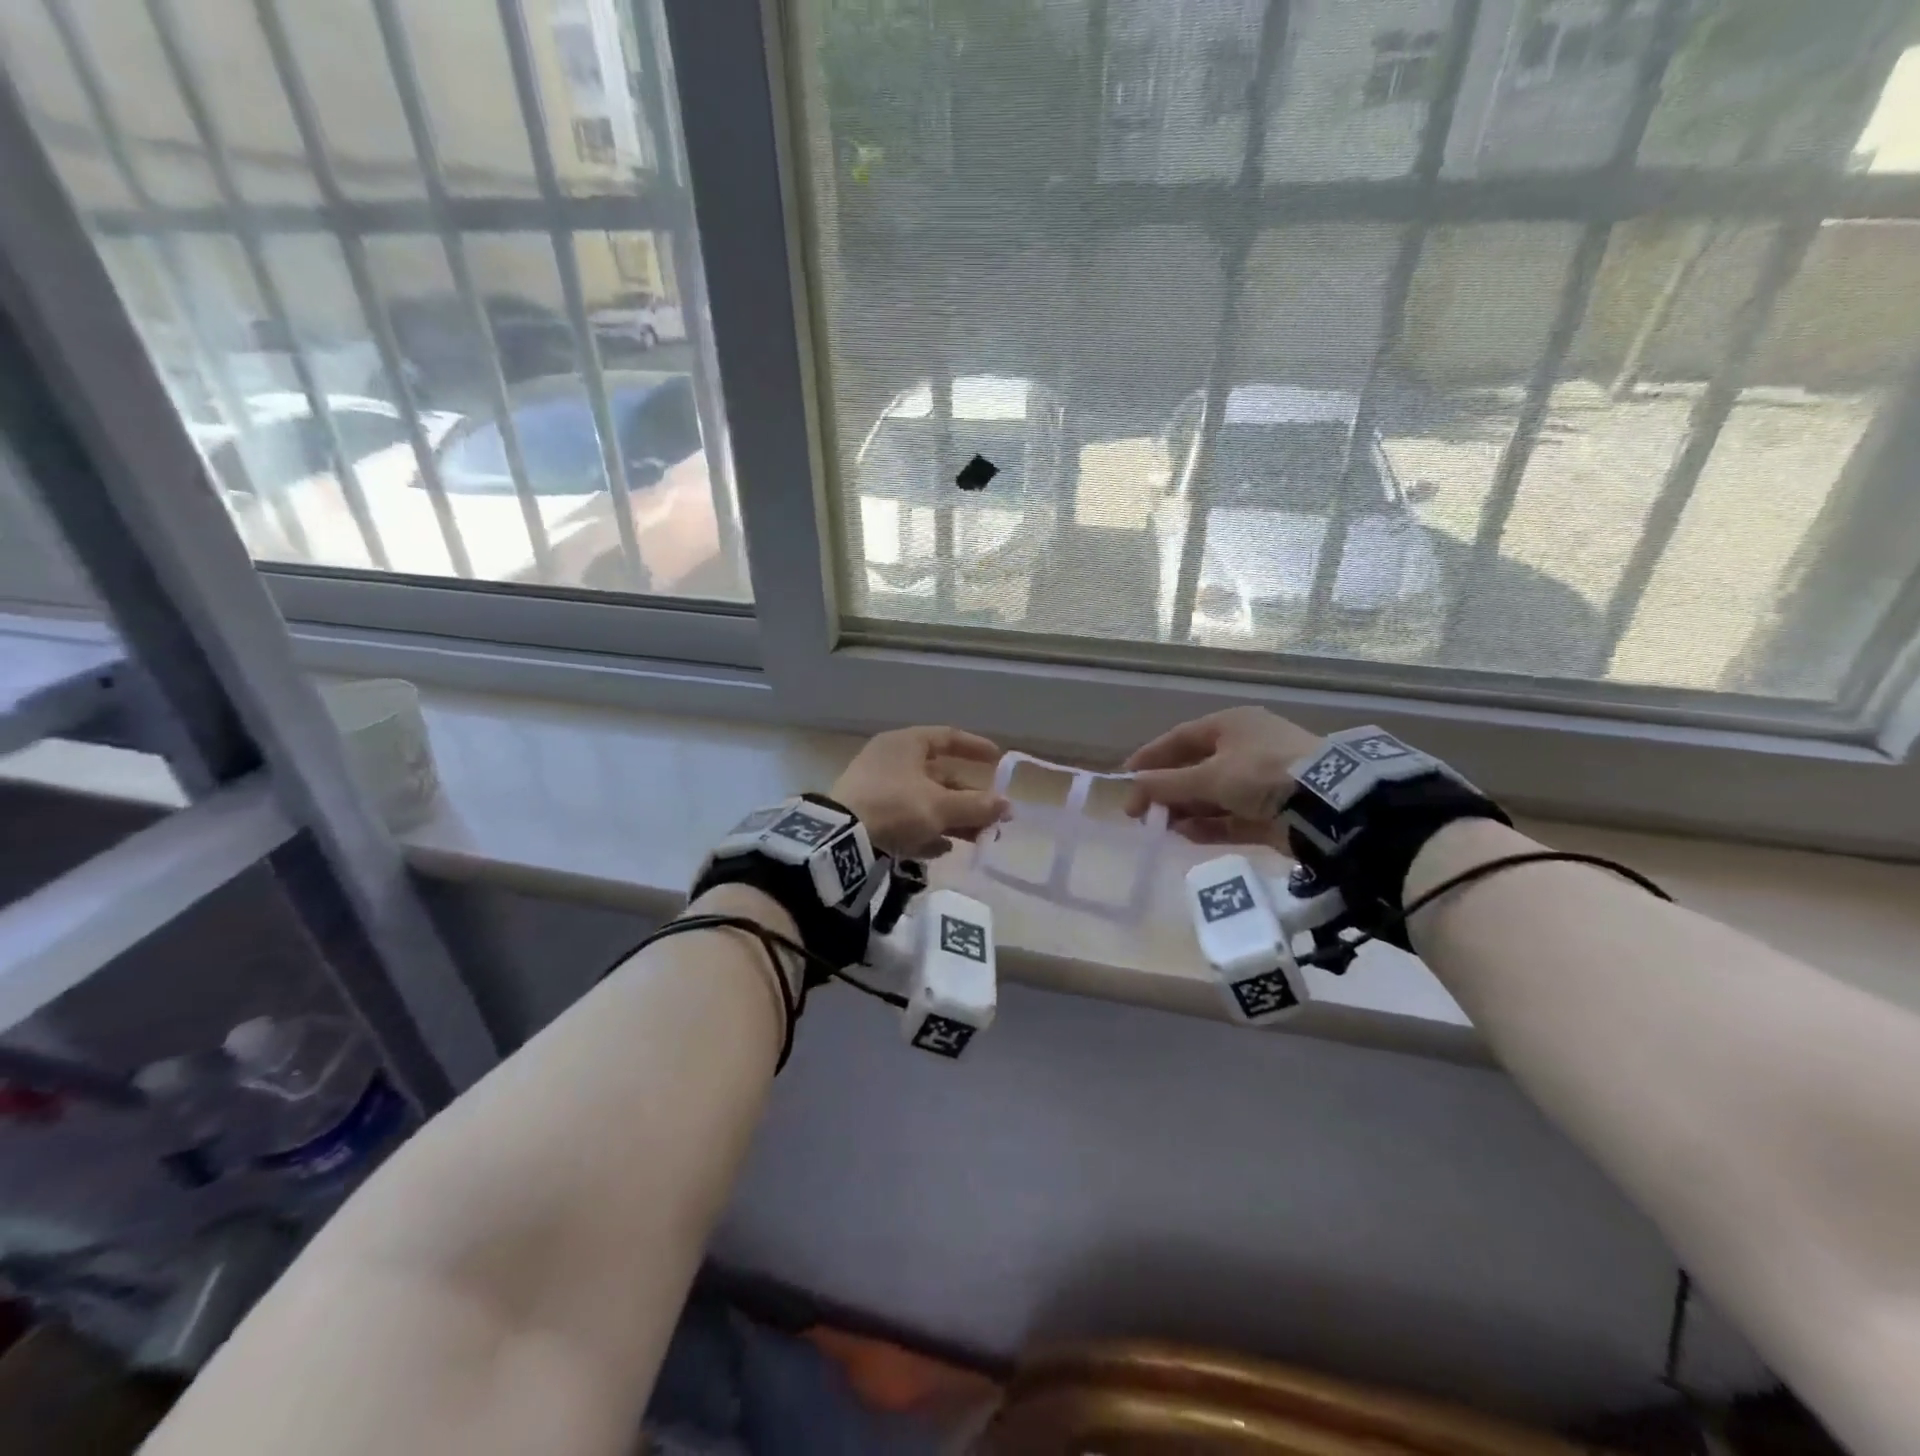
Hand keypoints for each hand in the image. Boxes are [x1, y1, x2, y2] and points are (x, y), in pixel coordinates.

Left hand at [832, 726, 1009, 859]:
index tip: (998, 759)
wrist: (840, 839)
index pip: (947, 737)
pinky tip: (941, 849)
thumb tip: (1008, 805)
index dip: (974, 747)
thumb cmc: (896, 807)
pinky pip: (905, 820)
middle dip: (968, 797)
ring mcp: (876, 789)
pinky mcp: (867, 816)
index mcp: (905, 744)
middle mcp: (890, 760)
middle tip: (993, 815)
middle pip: (939, 776)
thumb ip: (977, 806)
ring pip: (924, 801)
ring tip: (977, 838)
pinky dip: (926, 832)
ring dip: (952, 818)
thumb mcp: (941, 806)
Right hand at [1122, 707, 1321, 845]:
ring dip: (1183, 810)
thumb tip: (1132, 791)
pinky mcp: (1270, 812)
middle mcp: (1244, 749)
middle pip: (1193, 769)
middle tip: (1140, 811)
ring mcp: (1259, 782)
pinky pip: (1229, 818)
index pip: (1179, 738)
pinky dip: (1207, 825)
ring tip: (1159, 826)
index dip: (1150, 757)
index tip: (1125, 778)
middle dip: (1165, 790)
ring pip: (1210, 796)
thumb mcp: (1209, 776)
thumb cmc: (1262, 773)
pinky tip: (1184, 835)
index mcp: (1230, 726)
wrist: (1327, 804)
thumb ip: (1167, 784)